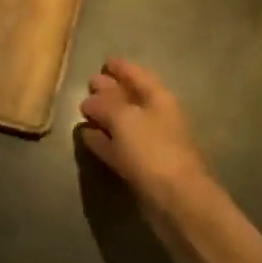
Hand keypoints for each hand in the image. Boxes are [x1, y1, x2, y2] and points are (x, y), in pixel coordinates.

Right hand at [78, 58, 215, 218]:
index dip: (121, 67)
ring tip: (83, 110)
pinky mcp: (143, 169)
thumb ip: (105, 105)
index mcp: (158, 98)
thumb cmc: (153, 150)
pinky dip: (104, 141)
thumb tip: (90, 99)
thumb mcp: (124, 119)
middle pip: (131, 98)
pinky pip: (120, 147)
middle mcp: (157, 117)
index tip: (104, 61)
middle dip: (110, 90)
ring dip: (105, 117)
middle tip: (89, 83)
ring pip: (124, 124)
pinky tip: (87, 137)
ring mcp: (151, 144)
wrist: (178, 201)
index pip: (137, 75)